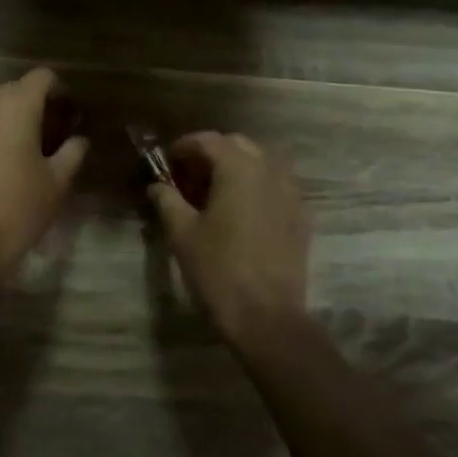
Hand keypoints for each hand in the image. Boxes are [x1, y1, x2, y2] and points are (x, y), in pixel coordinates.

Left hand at [0, 68, 88, 283]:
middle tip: (56, 131)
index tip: (71, 113)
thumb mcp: (57, 182)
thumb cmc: (19, 209)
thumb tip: (79, 140)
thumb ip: (73, 152)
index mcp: (15, 107)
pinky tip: (4, 165)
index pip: (42, 77)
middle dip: (37, 103)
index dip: (60, 90)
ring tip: (31, 148)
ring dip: (14, 119)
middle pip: (16, 89)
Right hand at [148, 131, 309, 343]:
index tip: (166, 162)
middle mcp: (270, 171)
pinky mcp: (300, 216)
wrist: (266, 315)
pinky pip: (276, 186)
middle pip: (238, 145)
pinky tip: (238, 212)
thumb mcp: (181, 233)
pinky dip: (255, 187)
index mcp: (239, 169)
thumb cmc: (218, 269)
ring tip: (212, 194)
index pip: (209, 140)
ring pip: (261, 163)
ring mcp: (291, 193)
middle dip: (211, 154)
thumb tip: (157, 185)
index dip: (183, 147)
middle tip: (187, 177)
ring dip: (235, 168)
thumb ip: (167, 200)